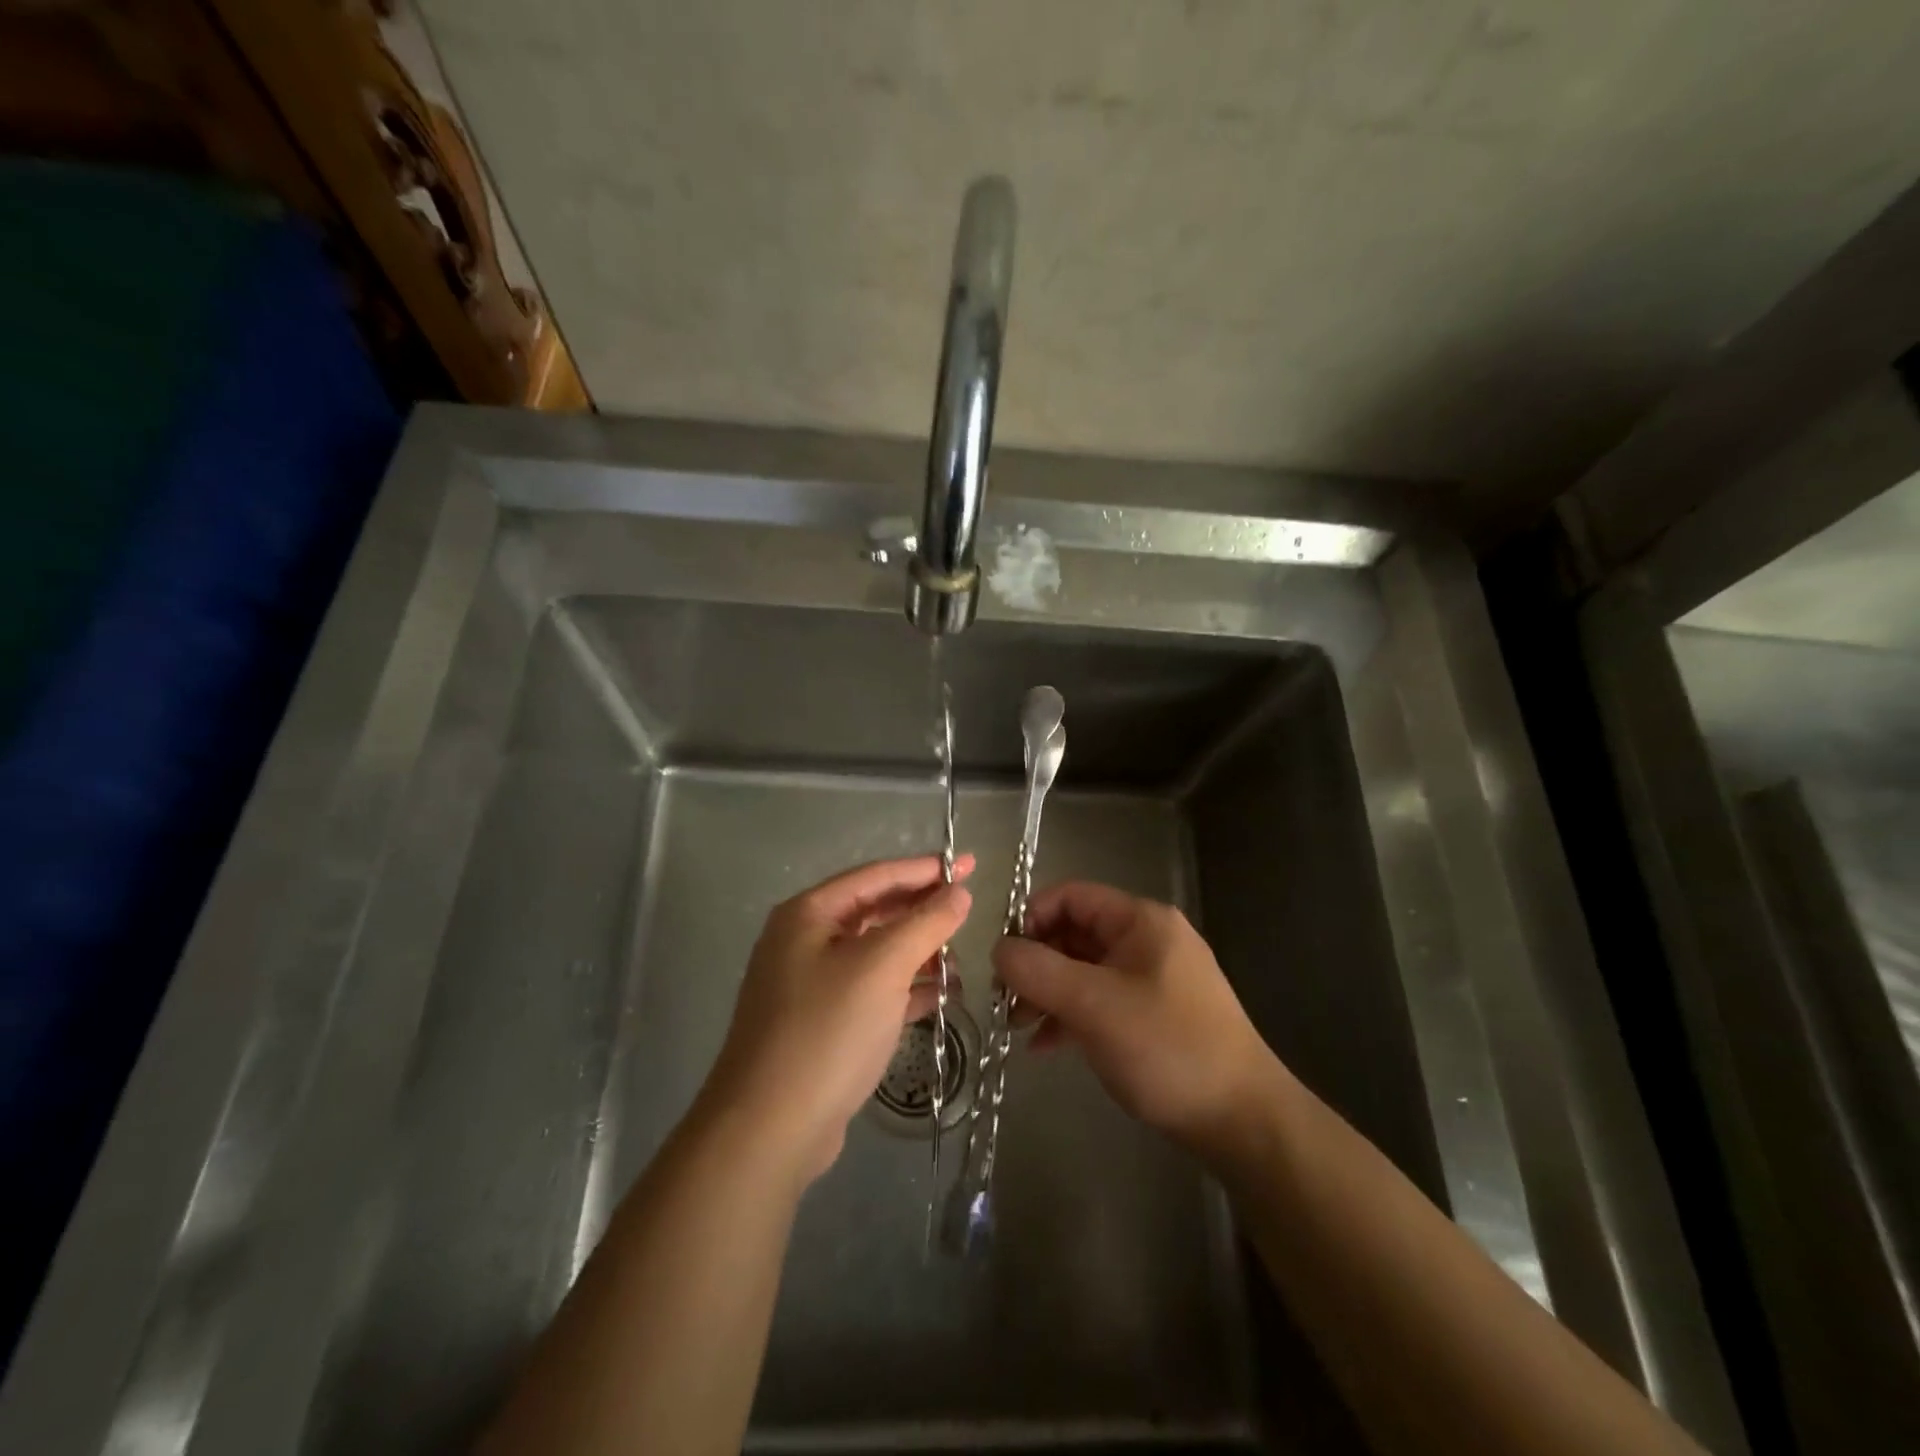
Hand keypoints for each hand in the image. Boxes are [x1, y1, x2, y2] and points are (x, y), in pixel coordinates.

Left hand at [702, 855, 973, 1186]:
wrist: (769, 1129)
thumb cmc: (826, 1030)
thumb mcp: (883, 967)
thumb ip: (926, 923)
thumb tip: (959, 890)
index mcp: (809, 914)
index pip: (877, 876)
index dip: (926, 869)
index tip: (970, 864)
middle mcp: (804, 941)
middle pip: (875, 912)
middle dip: (922, 912)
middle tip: (969, 911)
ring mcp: (810, 985)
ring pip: (875, 954)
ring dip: (917, 954)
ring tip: (958, 963)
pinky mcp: (821, 1024)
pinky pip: (871, 991)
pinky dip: (903, 989)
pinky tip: (938, 996)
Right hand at [993, 882, 1277, 1156]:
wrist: (1242, 1120)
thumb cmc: (1166, 1048)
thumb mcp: (1093, 1005)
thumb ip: (1038, 971)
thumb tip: (997, 948)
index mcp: (1141, 921)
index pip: (1071, 896)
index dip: (1031, 917)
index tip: (1003, 957)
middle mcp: (1147, 940)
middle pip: (1075, 933)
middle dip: (1036, 963)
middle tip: (1004, 998)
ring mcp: (1153, 978)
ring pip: (1084, 970)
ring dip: (1048, 992)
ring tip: (1018, 1025)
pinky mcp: (1154, 1014)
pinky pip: (1101, 1000)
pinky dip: (1071, 1016)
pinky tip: (1045, 1046)